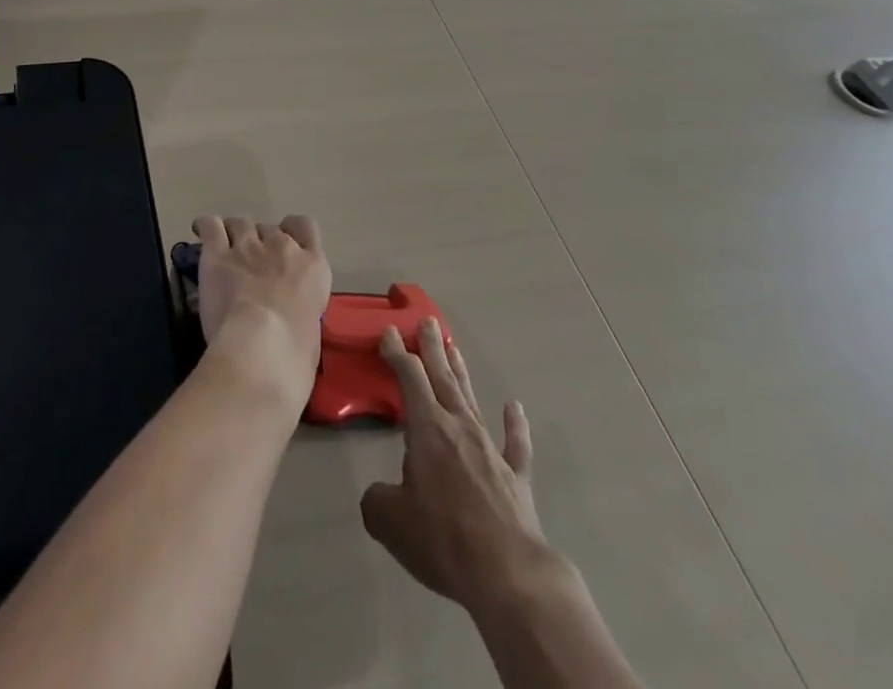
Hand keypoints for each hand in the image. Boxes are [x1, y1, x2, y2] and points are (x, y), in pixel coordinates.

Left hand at [192, 215, 331, 408]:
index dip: (291, 231)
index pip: (304, 226)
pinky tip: (200, 230)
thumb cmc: (295, 351)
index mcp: (312, 265)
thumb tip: (288, 312)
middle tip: (251, 263)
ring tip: (226, 248)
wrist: (263, 348)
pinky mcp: (218, 254)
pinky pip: (210, 226)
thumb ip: (300, 306)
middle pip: (268, 228)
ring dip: (234, 233)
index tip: (281, 246)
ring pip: (240, 223)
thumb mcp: (312, 325)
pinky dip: (205, 226)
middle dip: (260, 242)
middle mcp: (282, 246)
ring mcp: (249, 246)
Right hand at [361, 319, 562, 613]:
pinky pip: (515, 443)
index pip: (409, 377)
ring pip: (471, 399)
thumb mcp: (390, 520)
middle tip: (428, 320)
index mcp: (427, 428)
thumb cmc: (443, 537)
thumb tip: (378, 497)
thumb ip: (377, 500)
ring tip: (454, 347)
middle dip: (432, 347)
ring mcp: (490, 449)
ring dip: (461, 373)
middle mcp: (459, 426)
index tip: (389, 332)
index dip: (397, 353)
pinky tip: (514, 407)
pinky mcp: (515, 477)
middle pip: (442, 377)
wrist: (507, 573)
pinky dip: (515, 424)